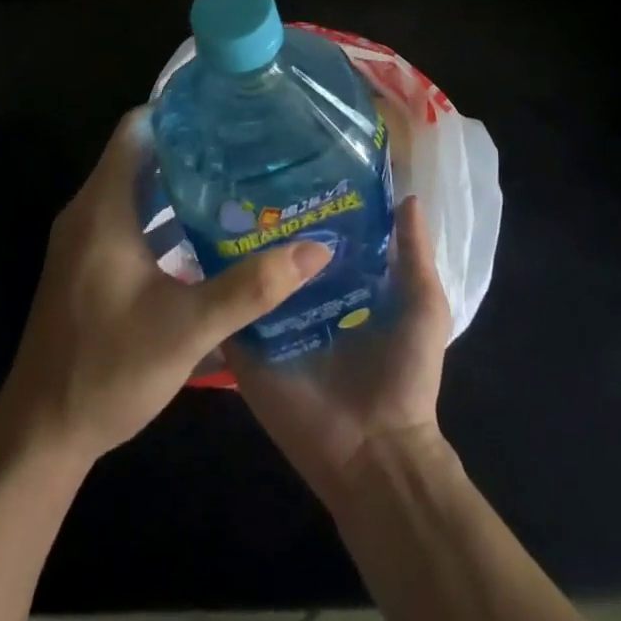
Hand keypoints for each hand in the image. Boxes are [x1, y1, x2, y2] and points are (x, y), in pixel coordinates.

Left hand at [0, 108, 332, 468]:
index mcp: (103, 206)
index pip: (137, 128)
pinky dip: (165, 216)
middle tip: (249, 147)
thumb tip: (316, 249)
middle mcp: (89, 211)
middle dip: (191, 147)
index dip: (179, 111)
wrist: (42, 432)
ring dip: (180, 184)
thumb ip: (252, 286)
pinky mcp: (88, 265)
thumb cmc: (108, 369)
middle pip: (140, 155)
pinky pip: (129, 219)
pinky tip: (207, 234)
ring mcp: (85, 239)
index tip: (228, 109)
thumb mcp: (187, 327)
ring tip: (240, 182)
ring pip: (136, 189)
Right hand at [230, 194, 450, 507]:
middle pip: (276, 256)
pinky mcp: (247, 351)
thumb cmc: (405, 376)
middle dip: (264, 224)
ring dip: (233, 250)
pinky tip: (198, 250)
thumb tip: (407, 196)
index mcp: (339, 289)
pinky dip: (215, 288)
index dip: (307, 209)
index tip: (288, 169)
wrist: (377, 451)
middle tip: (241, 180)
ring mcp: (270, 327)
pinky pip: (225, 313)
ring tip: (213, 203)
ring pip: (246, 279)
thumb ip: (414, 254)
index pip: (314, 241)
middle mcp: (301, 302)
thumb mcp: (423, 305)